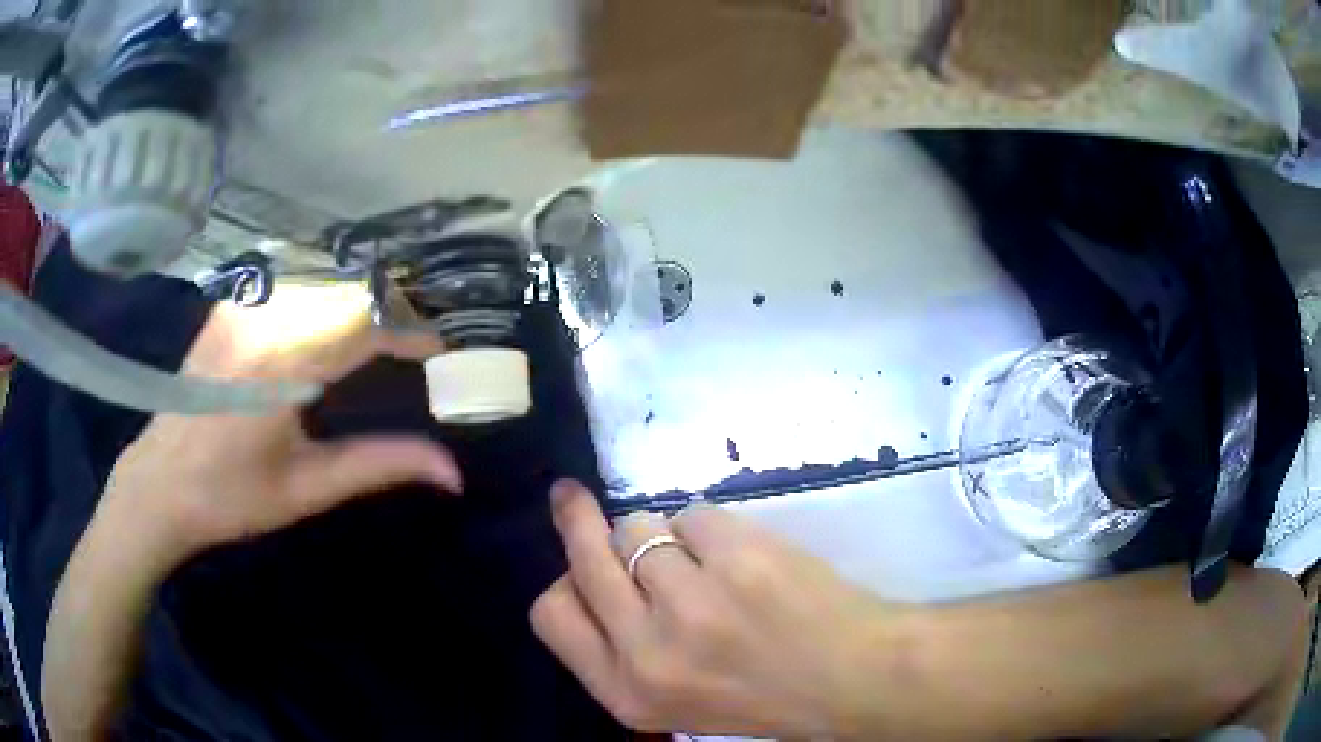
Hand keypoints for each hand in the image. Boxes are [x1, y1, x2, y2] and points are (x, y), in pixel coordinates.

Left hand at [100, 289, 461, 565]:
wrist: (159, 484)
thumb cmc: (230, 496)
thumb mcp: (307, 488)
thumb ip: (380, 465)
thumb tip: (452, 472)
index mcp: (283, 362)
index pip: (366, 322)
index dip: (411, 332)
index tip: (440, 355)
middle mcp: (265, 316)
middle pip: (349, 290)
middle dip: (392, 314)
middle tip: (416, 351)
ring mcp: (244, 304)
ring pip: (323, 281)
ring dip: (362, 304)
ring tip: (384, 342)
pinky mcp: (233, 305)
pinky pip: (294, 285)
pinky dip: (327, 300)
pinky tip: (332, 330)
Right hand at [531, 481, 906, 738]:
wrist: (851, 678)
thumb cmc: (760, 692)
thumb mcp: (670, 699)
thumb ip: (622, 649)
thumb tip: (588, 570)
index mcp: (627, 694)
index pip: (552, 617)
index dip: (563, 583)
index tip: (576, 561)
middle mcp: (648, 654)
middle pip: (584, 559)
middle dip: (574, 520)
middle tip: (570, 497)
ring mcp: (693, 603)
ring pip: (637, 528)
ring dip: (662, 534)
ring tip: (707, 563)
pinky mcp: (738, 558)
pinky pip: (692, 516)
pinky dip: (711, 529)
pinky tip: (744, 559)